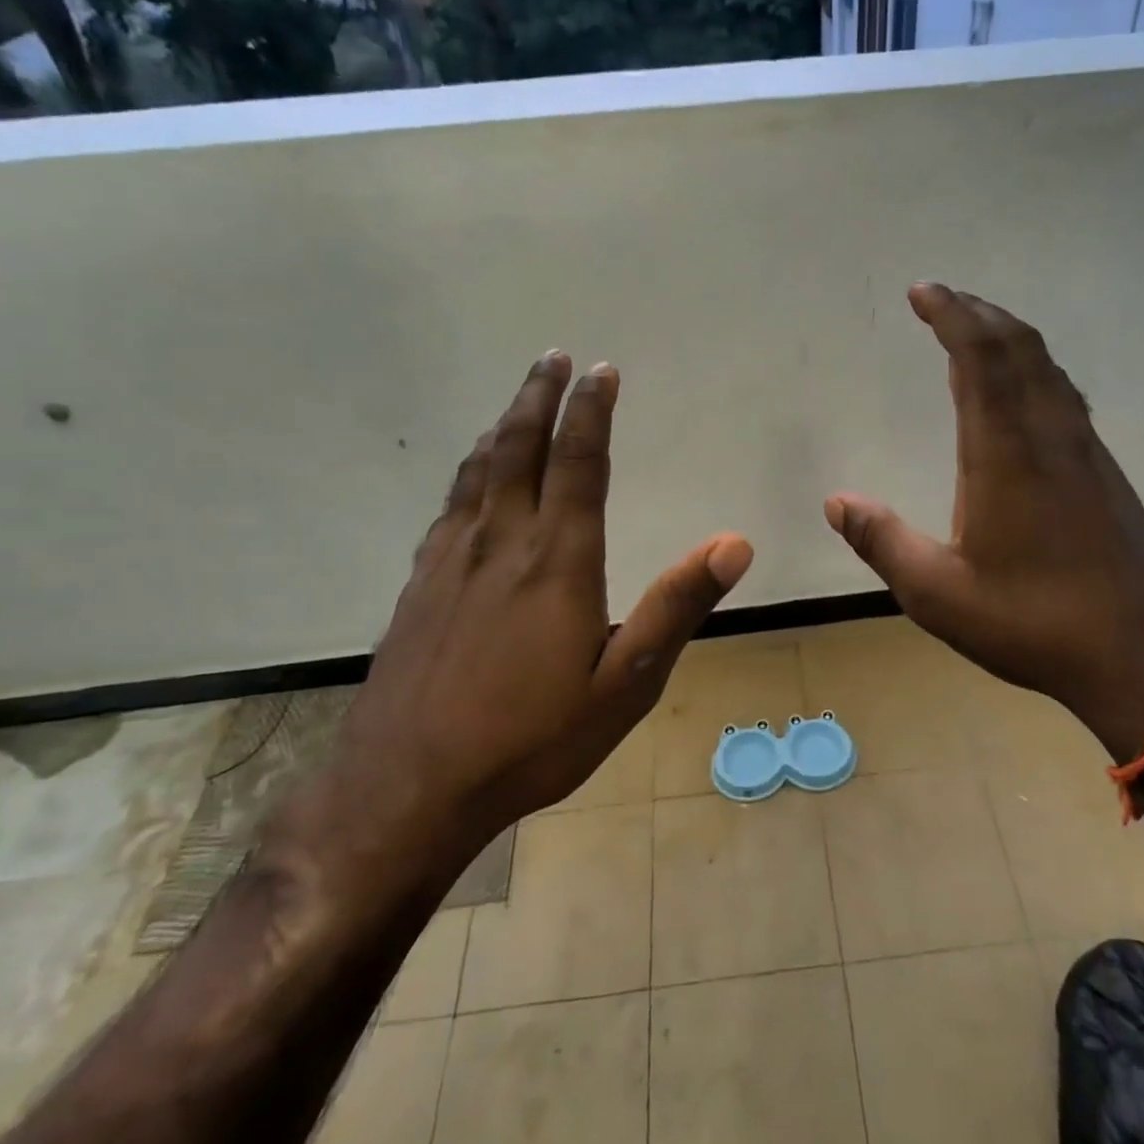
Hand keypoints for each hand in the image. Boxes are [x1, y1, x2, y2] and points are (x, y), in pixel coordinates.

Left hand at [321, 352, 751, 894]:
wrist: (409, 786)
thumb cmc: (532, 737)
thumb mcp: (626, 682)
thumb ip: (678, 606)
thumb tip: (735, 543)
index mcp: (558, 557)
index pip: (579, 461)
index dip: (591, 410)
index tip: (601, 371)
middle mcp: (502, 540)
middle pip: (520, 447)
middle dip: (539, 396)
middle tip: (553, 357)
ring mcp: (451, 560)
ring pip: (478, 470)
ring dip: (502, 425)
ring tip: (517, 402)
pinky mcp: (420, 584)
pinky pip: (450, 505)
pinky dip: (469, 472)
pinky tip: (471, 478)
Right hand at [823, 283, 1143, 753]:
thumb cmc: (1034, 622)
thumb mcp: (938, 593)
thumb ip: (882, 542)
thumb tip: (835, 501)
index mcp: (1004, 452)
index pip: (980, 357)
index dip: (951, 314)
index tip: (923, 291)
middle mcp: (1049, 435)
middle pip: (1019, 347)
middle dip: (978, 313)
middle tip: (943, 300)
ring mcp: (1085, 452)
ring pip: (1048, 368)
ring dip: (1009, 338)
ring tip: (975, 334)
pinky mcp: (1105, 473)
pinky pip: (1064, 396)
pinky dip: (1034, 371)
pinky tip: (1023, 395)